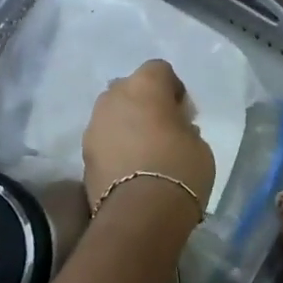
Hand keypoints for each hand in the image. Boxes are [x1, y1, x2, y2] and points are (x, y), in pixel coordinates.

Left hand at [82, 59, 215, 218]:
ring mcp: (94, 124)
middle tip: (162, 129)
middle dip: (145, 103)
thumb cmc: (180, 168)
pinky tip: (130, 168)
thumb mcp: (198, 142)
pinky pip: (104, 139)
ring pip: (113, 114)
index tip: (183, 112)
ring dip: (126, 125)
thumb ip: (183, 125)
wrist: (141, 213)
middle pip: (131, 89)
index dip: (172, 89)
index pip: (160, 70)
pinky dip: (115, 147)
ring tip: (144, 151)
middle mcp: (114, 96)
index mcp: (145, 84)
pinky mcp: (84, 153)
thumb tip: (173, 127)